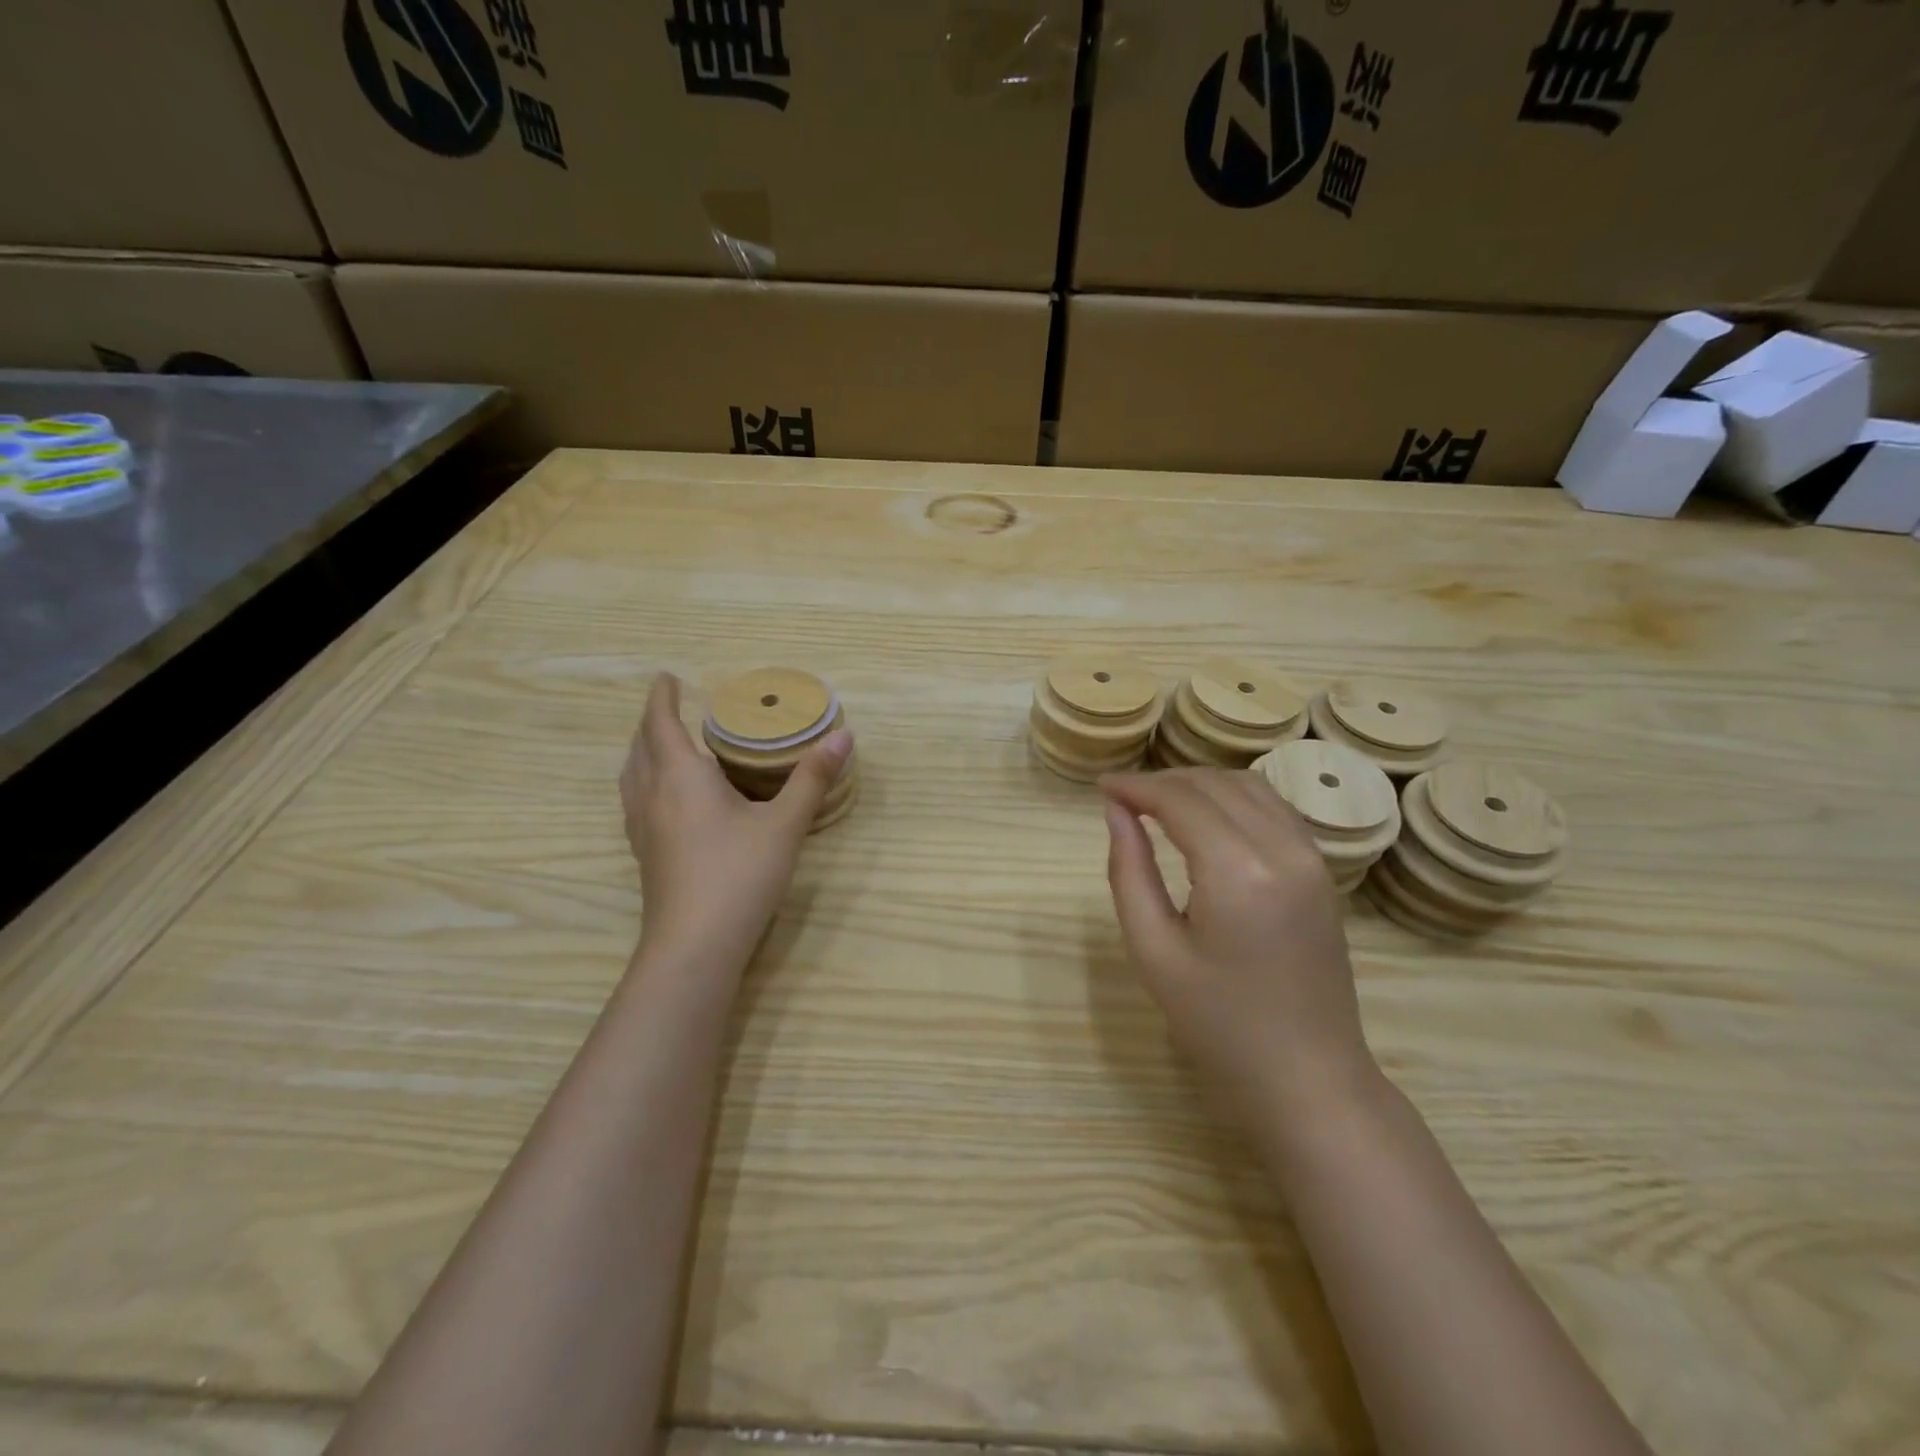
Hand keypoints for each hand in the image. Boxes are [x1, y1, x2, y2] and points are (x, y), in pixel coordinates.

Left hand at [620, 673, 850, 975]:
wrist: (694, 947)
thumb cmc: (739, 875)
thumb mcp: (785, 824)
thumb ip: (812, 779)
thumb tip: (844, 737)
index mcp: (681, 777)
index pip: (661, 723)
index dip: (662, 697)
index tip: (667, 676)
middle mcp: (653, 795)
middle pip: (641, 747)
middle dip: (653, 722)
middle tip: (673, 708)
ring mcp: (642, 828)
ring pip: (632, 776)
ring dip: (644, 752)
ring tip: (665, 746)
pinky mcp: (645, 854)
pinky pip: (636, 801)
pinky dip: (645, 782)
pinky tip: (667, 800)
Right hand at [1100, 768, 1376, 1129]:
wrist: (1308, 1077)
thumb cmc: (1218, 1023)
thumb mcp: (1154, 951)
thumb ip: (1129, 872)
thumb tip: (1115, 811)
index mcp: (1238, 872)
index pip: (1180, 800)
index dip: (1136, 786)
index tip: (1101, 786)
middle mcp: (1282, 849)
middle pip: (1214, 784)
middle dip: (1163, 781)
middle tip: (1122, 799)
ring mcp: (1311, 857)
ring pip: (1248, 786)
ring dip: (1199, 784)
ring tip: (1158, 804)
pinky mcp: (1321, 870)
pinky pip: (1274, 808)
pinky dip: (1233, 798)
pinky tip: (1207, 818)